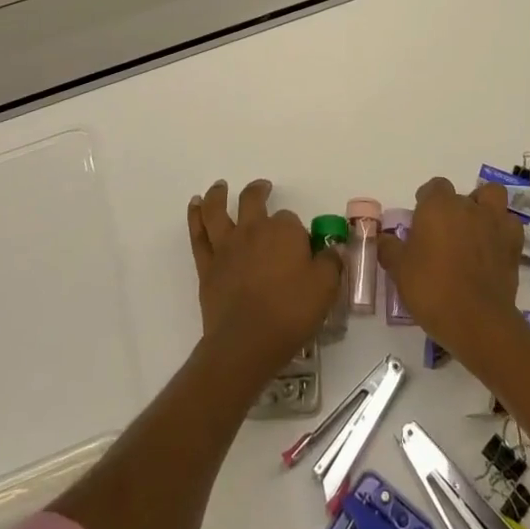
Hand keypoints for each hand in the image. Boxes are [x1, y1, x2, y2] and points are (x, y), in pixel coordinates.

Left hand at [187, 179, 342, 380]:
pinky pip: (199, 234)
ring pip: (217, 210)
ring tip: (220, 186)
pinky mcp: (207, 265)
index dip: (296, 232)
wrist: (246, 342)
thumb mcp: (325, 288)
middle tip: (263, 188)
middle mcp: (253, 230)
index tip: (301, 247)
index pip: (291, 220)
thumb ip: (331, 263)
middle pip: (253, 200)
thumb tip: (334, 249)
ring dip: (218, 194)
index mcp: (284, 231)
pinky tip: (195, 206)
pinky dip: (195, 216)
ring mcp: (227, 246)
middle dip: (259, 192)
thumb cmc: (290, 312)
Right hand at [374, 176, 525, 356]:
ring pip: (491, 197)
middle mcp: (468, 206)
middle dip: (452, 209)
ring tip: (474, 231)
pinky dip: (502, 231)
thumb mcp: (399, 270)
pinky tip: (492, 248)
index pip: (433, 187)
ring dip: (483, 208)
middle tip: (443, 235)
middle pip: (460, 195)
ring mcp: (494, 223)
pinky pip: (509, 225)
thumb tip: (386, 239)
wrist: (476, 321)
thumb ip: (390, 249)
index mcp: (437, 206)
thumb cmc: (432, 289)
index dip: (426, 201)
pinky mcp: (513, 244)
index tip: (420, 222)